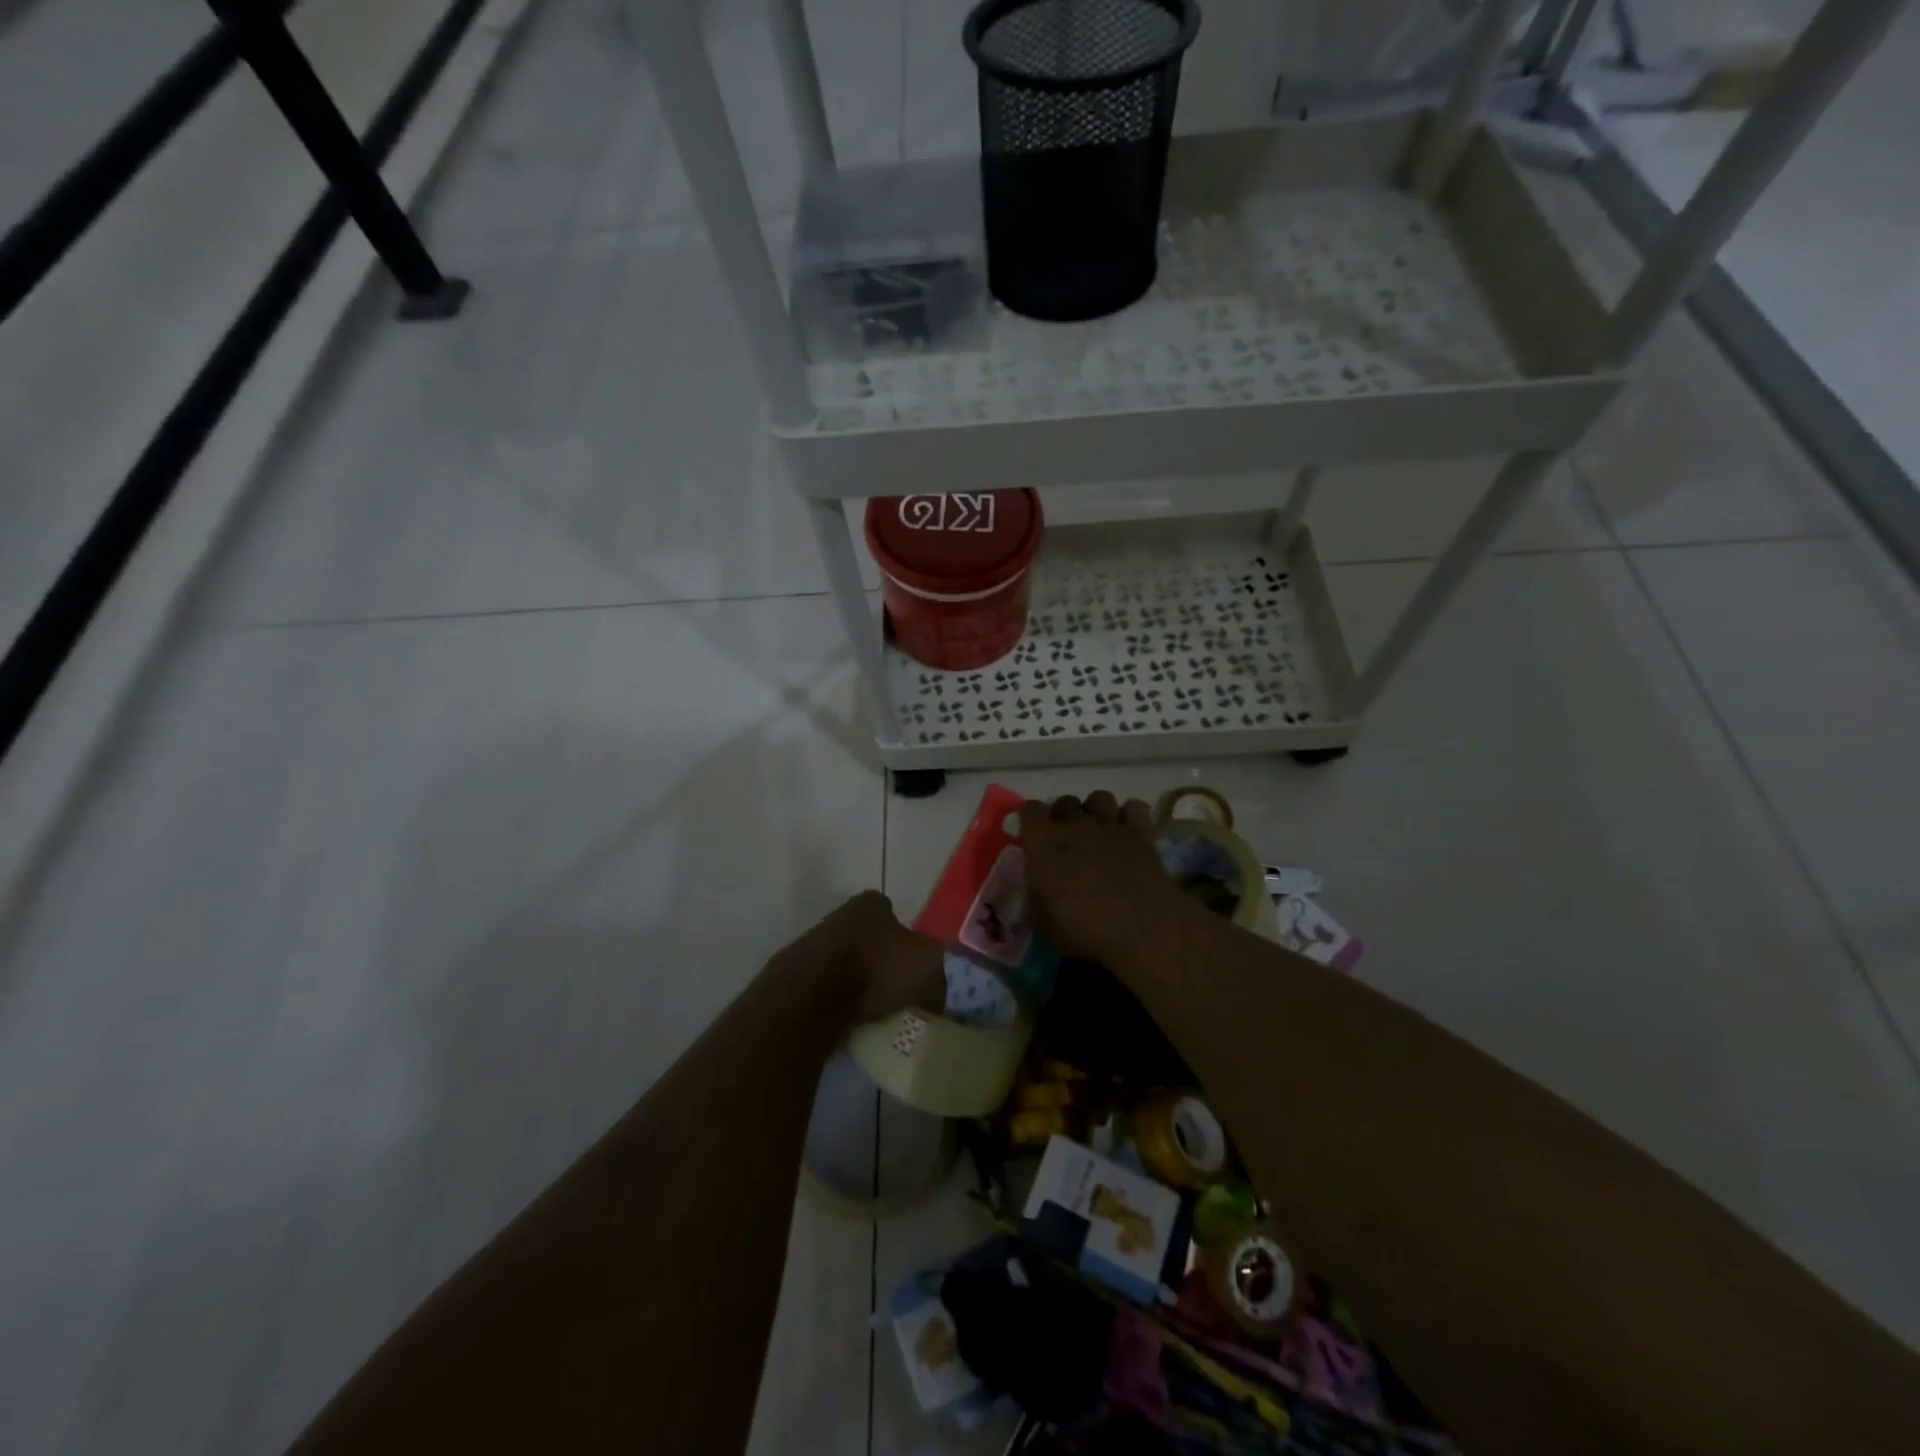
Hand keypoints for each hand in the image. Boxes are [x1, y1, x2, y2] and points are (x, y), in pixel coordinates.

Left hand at [794, 890, 945, 1027]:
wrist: (812, 997)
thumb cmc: (877, 967)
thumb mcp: (926, 965)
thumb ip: (937, 972)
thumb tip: (936, 993)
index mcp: (871, 904)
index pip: (892, 912)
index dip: (905, 937)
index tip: (912, 965)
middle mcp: (841, 915)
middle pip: (867, 936)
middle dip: (879, 959)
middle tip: (896, 989)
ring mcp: (814, 944)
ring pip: (845, 961)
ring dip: (856, 981)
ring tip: (873, 1010)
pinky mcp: (796, 976)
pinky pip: (826, 988)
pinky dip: (836, 1001)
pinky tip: (848, 1019)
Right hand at [1019, 792, 1188, 963]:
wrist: (1140, 930)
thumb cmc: (1082, 930)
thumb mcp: (1041, 923)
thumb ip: (1034, 896)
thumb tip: (1037, 888)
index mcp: (1044, 842)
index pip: (1030, 809)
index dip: (1031, 821)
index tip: (1034, 838)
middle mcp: (1076, 825)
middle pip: (1065, 801)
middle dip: (1063, 816)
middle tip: (1066, 841)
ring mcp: (1111, 826)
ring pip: (1099, 797)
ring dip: (1095, 811)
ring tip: (1098, 833)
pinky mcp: (1142, 834)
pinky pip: (1135, 807)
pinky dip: (1130, 816)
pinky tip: (1128, 833)